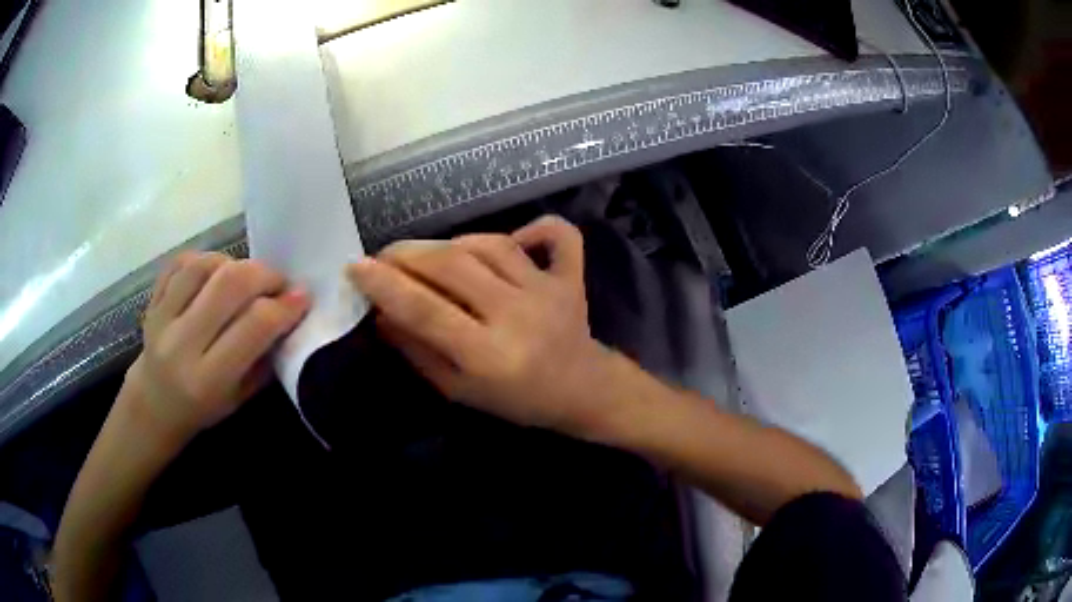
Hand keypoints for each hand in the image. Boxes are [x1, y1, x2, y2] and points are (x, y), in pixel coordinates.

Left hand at [126, 252, 308, 443]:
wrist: (154, 403)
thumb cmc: (203, 408)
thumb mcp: (240, 397)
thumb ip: (263, 357)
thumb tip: (290, 312)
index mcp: (207, 379)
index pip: (254, 325)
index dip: (285, 306)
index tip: (303, 297)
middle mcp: (181, 344)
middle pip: (230, 284)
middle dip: (265, 274)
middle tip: (278, 282)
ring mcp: (162, 318)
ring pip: (205, 265)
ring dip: (235, 264)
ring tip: (245, 278)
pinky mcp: (152, 300)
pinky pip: (182, 262)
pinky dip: (206, 260)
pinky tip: (217, 273)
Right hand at [347, 216, 618, 434]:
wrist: (582, 392)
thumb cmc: (515, 400)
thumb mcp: (458, 391)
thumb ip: (417, 351)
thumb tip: (380, 313)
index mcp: (488, 356)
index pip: (426, 310)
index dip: (386, 285)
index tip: (355, 267)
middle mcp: (518, 315)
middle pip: (454, 266)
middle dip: (408, 254)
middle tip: (384, 257)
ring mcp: (549, 291)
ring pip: (491, 244)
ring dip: (451, 242)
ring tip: (427, 255)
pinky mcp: (572, 276)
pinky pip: (557, 236)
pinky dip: (536, 226)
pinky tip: (516, 236)